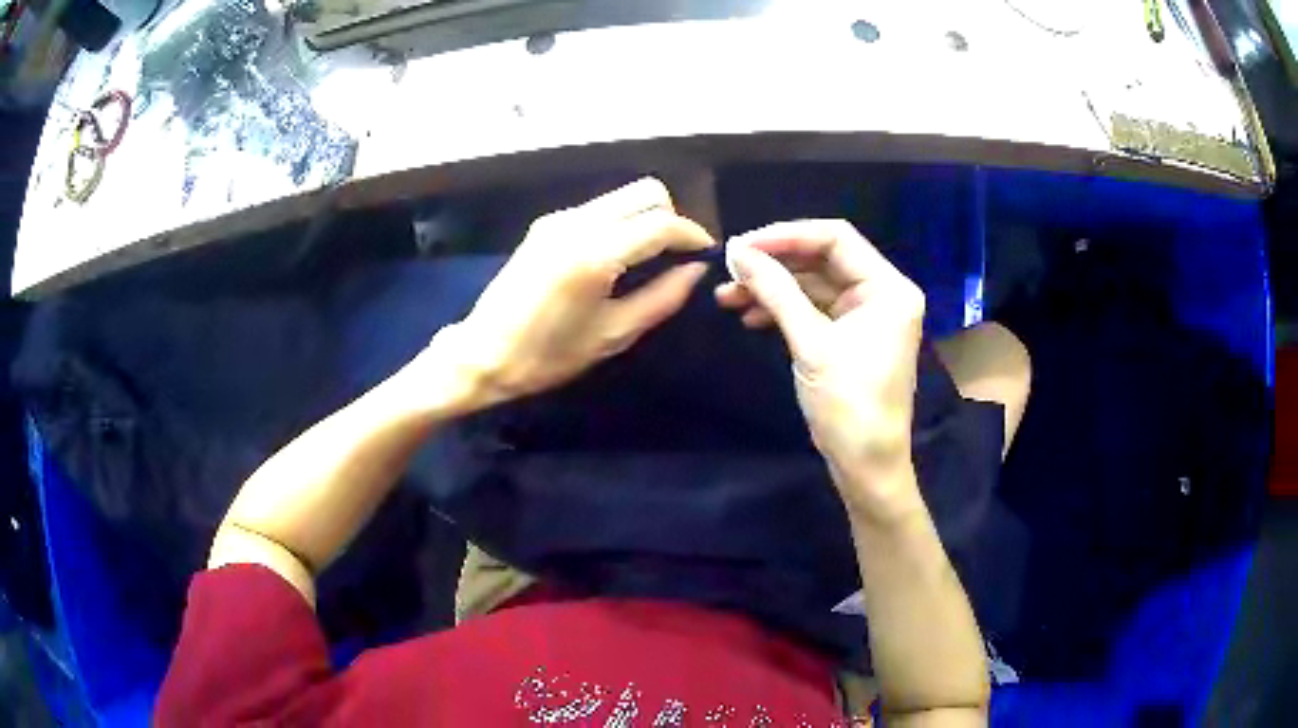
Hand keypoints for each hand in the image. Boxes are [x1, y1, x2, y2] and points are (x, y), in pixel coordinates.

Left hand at [448, 178, 715, 404]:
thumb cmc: (549, 355)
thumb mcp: (613, 334)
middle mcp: (578, 223)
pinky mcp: (546, 223)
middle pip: (644, 192)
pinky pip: (599, 208)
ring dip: (646, 215)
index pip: (660, 222)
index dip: (691, 233)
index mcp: (596, 254)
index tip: (706, 250)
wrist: (483, 353)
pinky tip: (620, 253)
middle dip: (671, 215)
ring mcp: (559, 219)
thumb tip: (695, 269)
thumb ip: (662, 298)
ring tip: (653, 253)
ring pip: (621, 195)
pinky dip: (621, 220)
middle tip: (677, 251)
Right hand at [717, 220, 924, 512]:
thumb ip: (776, 292)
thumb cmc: (849, 406)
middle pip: (823, 259)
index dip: (786, 236)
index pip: (836, 238)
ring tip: (728, 297)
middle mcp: (882, 292)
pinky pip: (814, 308)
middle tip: (731, 270)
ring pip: (813, 284)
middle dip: (775, 263)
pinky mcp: (850, 334)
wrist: (866, 466)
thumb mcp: (811, 345)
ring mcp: (866, 314)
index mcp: (888, 288)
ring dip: (773, 288)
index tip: (742, 246)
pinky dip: (784, 309)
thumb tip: (738, 252)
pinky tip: (750, 315)